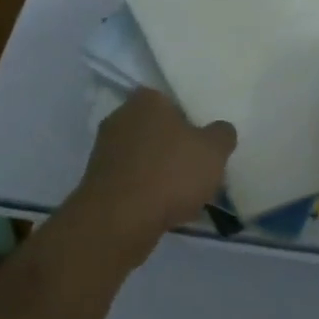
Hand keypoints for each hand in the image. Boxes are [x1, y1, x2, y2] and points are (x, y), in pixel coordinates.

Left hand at [71, 87, 236, 263]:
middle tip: (195, 171)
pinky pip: (130, 180)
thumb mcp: (213, 151)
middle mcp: (120, 116)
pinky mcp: (96, 180)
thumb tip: (221, 130)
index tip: (202, 146)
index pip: (172, 103)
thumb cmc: (170, 173)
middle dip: (173, 149)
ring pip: (143, 157)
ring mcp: (104, 148)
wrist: (119, 219)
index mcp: (146, 99)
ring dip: (159, 173)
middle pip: (156, 130)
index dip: (190, 123)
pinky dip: (144, 192)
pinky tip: (160, 210)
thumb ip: (222, 134)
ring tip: (181, 198)